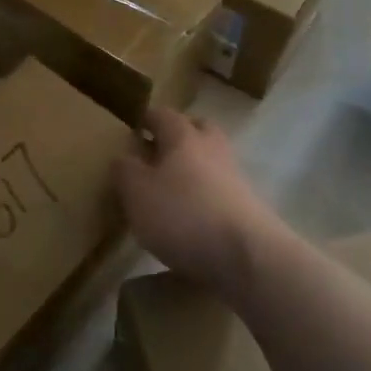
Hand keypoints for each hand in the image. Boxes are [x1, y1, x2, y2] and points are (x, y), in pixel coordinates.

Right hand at [115, 109, 282, 289]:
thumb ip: (125, 171)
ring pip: (211, 159)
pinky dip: (204, 193)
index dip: (147, 118)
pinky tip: (191, 214)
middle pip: (197, 129)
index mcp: (183, 137)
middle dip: (178, 135)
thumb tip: (123, 156)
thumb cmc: (183, 215)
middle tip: (157, 149)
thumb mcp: (137, 193)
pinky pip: (220, 189)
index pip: (164, 115)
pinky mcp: (247, 206)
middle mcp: (212, 149)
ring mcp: (234, 177)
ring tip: (170, 186)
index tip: (135, 126)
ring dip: (193, 165)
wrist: (246, 255)